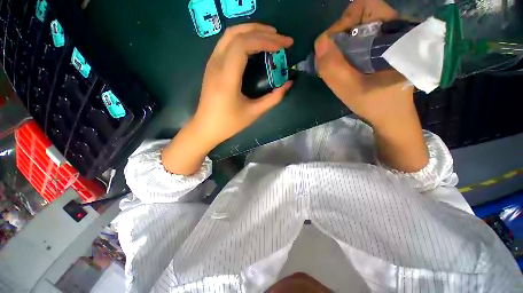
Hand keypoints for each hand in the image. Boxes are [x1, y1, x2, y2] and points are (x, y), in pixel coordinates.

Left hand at [193, 23, 293, 146]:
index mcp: (227, 78)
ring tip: (270, 36)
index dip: (266, 41)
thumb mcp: (254, 113)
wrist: (206, 127)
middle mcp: (216, 65)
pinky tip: (254, 45)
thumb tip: (289, 84)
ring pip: (230, 35)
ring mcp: (212, 63)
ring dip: (251, 31)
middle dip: (262, 32)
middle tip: (281, 39)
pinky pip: (226, 43)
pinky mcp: (212, 66)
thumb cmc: (229, 123)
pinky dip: (243, 38)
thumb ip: (273, 98)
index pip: (244, 45)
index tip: (283, 46)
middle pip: (237, 34)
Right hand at [315, 0, 427, 171]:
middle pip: (359, 14)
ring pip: (358, 26)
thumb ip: (334, 69)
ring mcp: (389, 37)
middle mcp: (395, 29)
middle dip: (339, 35)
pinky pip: (359, 37)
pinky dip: (346, 48)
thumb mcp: (351, 91)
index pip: (365, 6)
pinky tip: (343, 65)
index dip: (343, 22)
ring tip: (337, 65)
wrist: (391, 115)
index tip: (333, 47)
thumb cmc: (376, 105)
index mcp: (396, 35)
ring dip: (341, 43)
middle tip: (332, 59)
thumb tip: (319, 43)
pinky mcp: (383, 46)